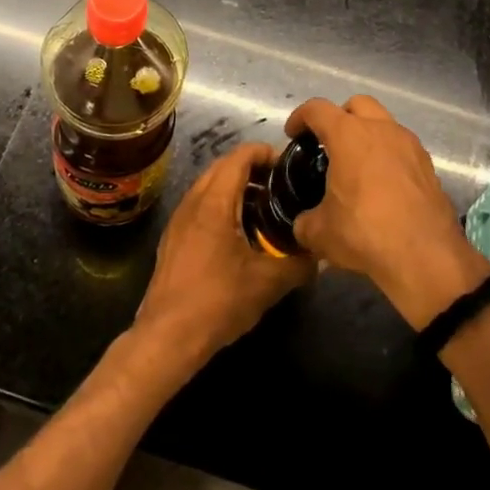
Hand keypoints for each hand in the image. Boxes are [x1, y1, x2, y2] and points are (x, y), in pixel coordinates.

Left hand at [131, 142, 313, 380]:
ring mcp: (179, 219)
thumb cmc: (218, 302)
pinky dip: (221, 205)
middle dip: (252, 168)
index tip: (289, 165)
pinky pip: (200, 205)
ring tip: (264, 207)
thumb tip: (321, 254)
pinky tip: (240, 232)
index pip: (239, 157)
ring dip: (235, 187)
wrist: (167, 337)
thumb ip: (299, 264)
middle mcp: (192, 201)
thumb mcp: (268, 283)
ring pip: (209, 186)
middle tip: (281, 185)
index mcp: (214, 202)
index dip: (265, 153)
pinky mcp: (173, 238)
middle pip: (223, 166)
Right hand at [286, 96, 489, 329]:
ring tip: (356, 166)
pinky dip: (388, 156)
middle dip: (339, 117)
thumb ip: (305, 221)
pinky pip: (402, 148)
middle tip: (328, 144)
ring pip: (384, 124)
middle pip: (356, 105)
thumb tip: (303, 223)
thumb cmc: (365, 233)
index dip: (300, 118)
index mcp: (348, 135)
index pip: (317, 109)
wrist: (426, 257)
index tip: (293, 135)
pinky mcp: (428, 166)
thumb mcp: (320, 233)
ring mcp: (410, 145)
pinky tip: (382, 186)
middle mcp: (381, 129)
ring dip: (367, 135)